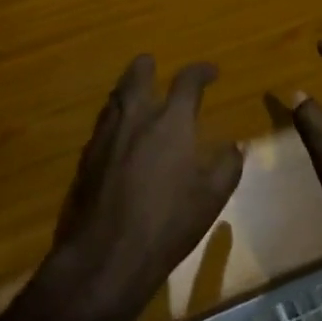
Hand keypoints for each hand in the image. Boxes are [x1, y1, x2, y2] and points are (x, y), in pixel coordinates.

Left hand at [48, 56, 244, 320]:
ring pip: (116, 96)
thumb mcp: (212, 197)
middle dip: (148, 67)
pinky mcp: (87, 156)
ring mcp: (106, 134)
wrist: (107, 253)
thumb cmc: (168, 223)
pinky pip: (104, 122)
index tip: (211, 72)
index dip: (201, 72)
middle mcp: (136, 117)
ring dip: (129, 89)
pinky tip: (120, 133)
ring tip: (137, 95)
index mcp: (170, 121)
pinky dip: (115, 117)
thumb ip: (227, 165)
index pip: (187, 81)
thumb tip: (234, 145)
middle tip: (156, 67)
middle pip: (138, 74)